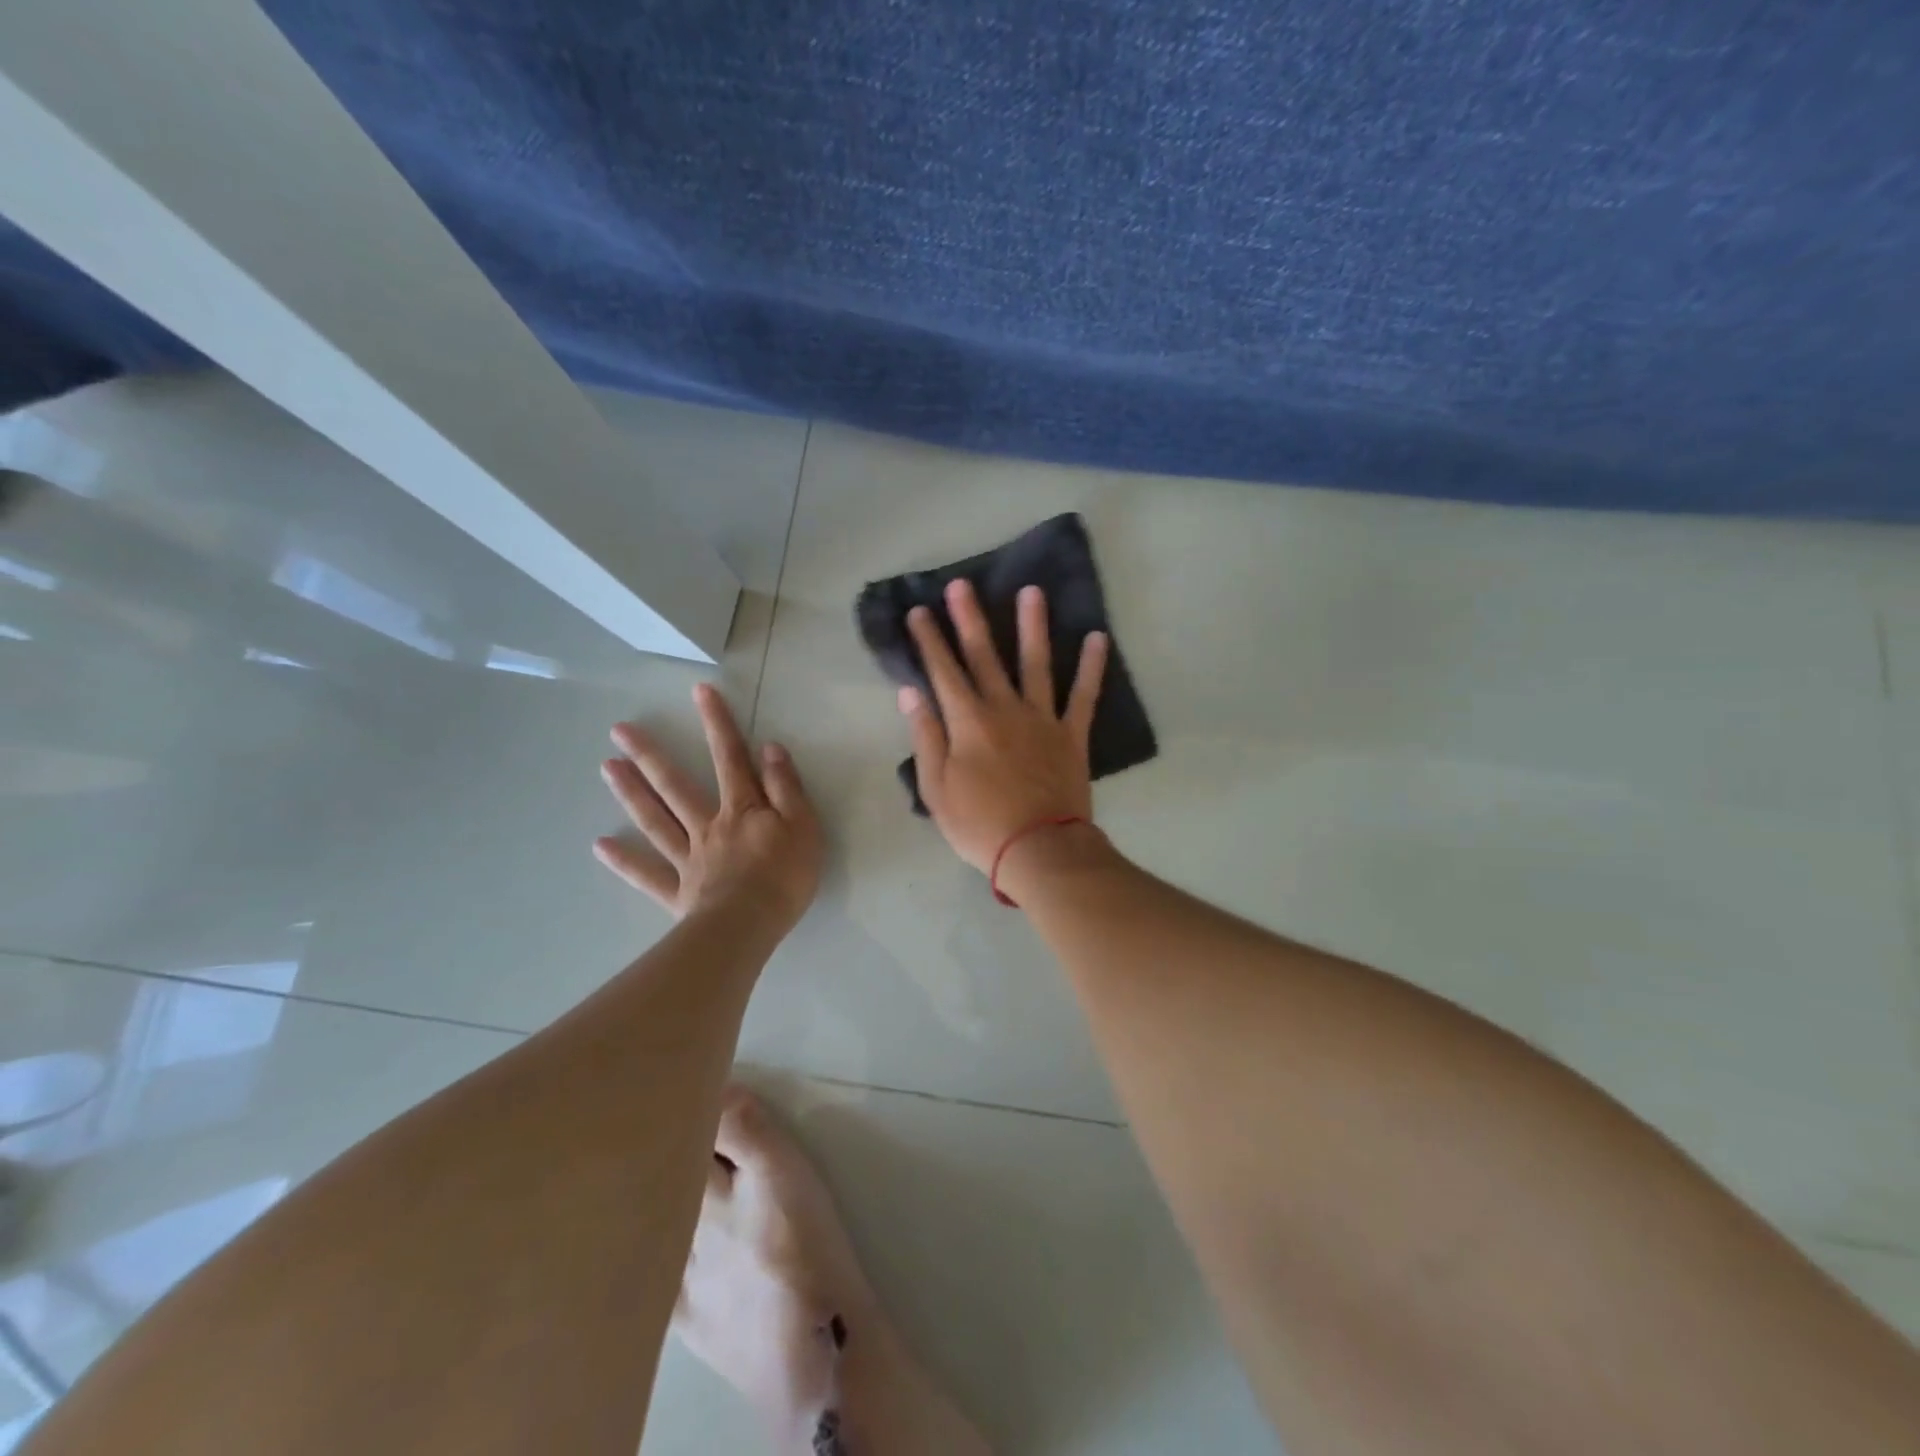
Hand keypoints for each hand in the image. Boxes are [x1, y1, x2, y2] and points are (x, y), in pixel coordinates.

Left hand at [595, 683, 822, 930]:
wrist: (750, 926)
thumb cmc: (785, 876)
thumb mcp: (803, 825)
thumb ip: (786, 786)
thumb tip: (769, 748)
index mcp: (742, 809)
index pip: (730, 758)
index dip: (717, 723)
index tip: (699, 691)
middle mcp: (708, 826)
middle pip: (676, 786)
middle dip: (651, 755)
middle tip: (620, 730)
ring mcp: (688, 858)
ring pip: (655, 821)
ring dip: (631, 793)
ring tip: (606, 767)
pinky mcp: (678, 892)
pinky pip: (647, 874)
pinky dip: (624, 861)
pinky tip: (600, 846)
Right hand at [900, 578, 1107, 872]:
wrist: (1038, 850)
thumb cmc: (979, 825)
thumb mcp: (936, 788)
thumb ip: (925, 736)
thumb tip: (910, 692)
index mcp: (968, 722)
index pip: (943, 671)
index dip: (929, 640)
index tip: (919, 611)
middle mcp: (1004, 709)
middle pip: (984, 656)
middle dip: (970, 619)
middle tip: (962, 585)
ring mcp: (1042, 719)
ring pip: (1036, 663)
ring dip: (1032, 626)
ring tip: (1032, 591)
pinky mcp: (1072, 735)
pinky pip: (1084, 696)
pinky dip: (1092, 667)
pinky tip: (1097, 637)